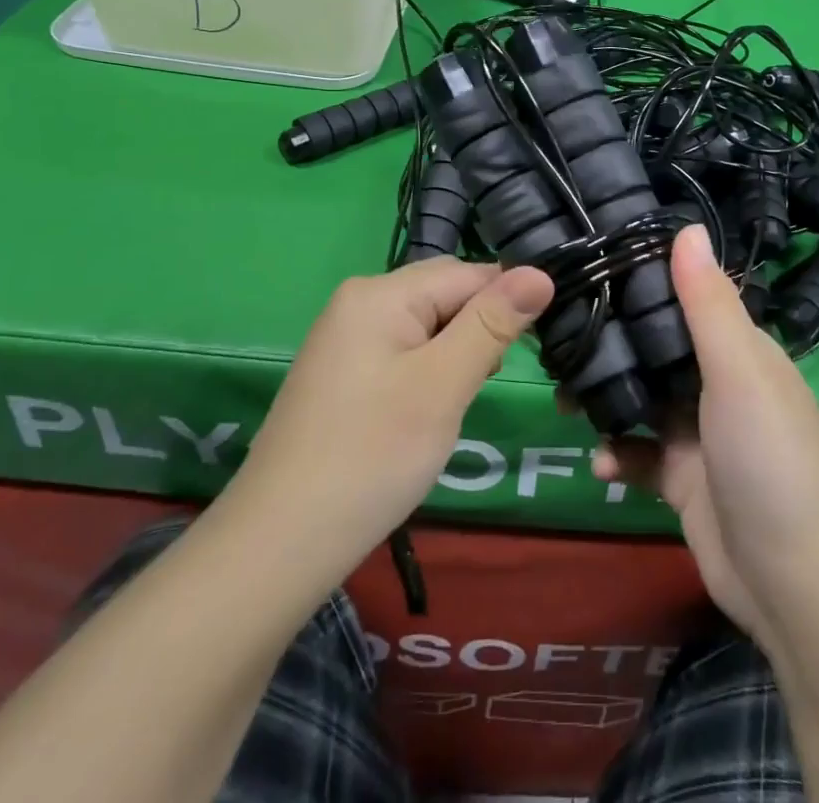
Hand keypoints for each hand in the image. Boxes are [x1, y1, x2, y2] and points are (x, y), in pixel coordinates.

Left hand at [218, 258, 551, 597]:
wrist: (278, 545)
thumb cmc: (371, 456)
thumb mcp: (443, 385)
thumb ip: (492, 324)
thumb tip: (540, 272)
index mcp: (380, 292)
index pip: (468, 274)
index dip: (508, 303)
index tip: (539, 345)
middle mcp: (359, 301)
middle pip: (445, 294)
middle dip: (480, 330)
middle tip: (490, 382)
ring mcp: (346, 338)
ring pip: (427, 325)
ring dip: (457, 353)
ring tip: (462, 400)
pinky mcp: (343, 373)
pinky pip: (403, 351)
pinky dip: (430, 372)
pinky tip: (430, 410)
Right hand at [593, 225, 818, 651]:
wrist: (792, 584)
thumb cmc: (768, 458)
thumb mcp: (739, 371)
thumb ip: (707, 303)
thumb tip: (688, 225)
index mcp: (739, 348)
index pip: (684, 297)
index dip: (642, 281)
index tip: (588, 267)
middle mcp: (718, 382)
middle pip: (655, 347)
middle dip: (610, 344)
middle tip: (557, 339)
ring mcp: (698, 432)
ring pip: (640, 398)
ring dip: (605, 398)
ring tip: (564, 400)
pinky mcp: (681, 478)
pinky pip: (638, 453)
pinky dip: (617, 454)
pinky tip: (602, 465)